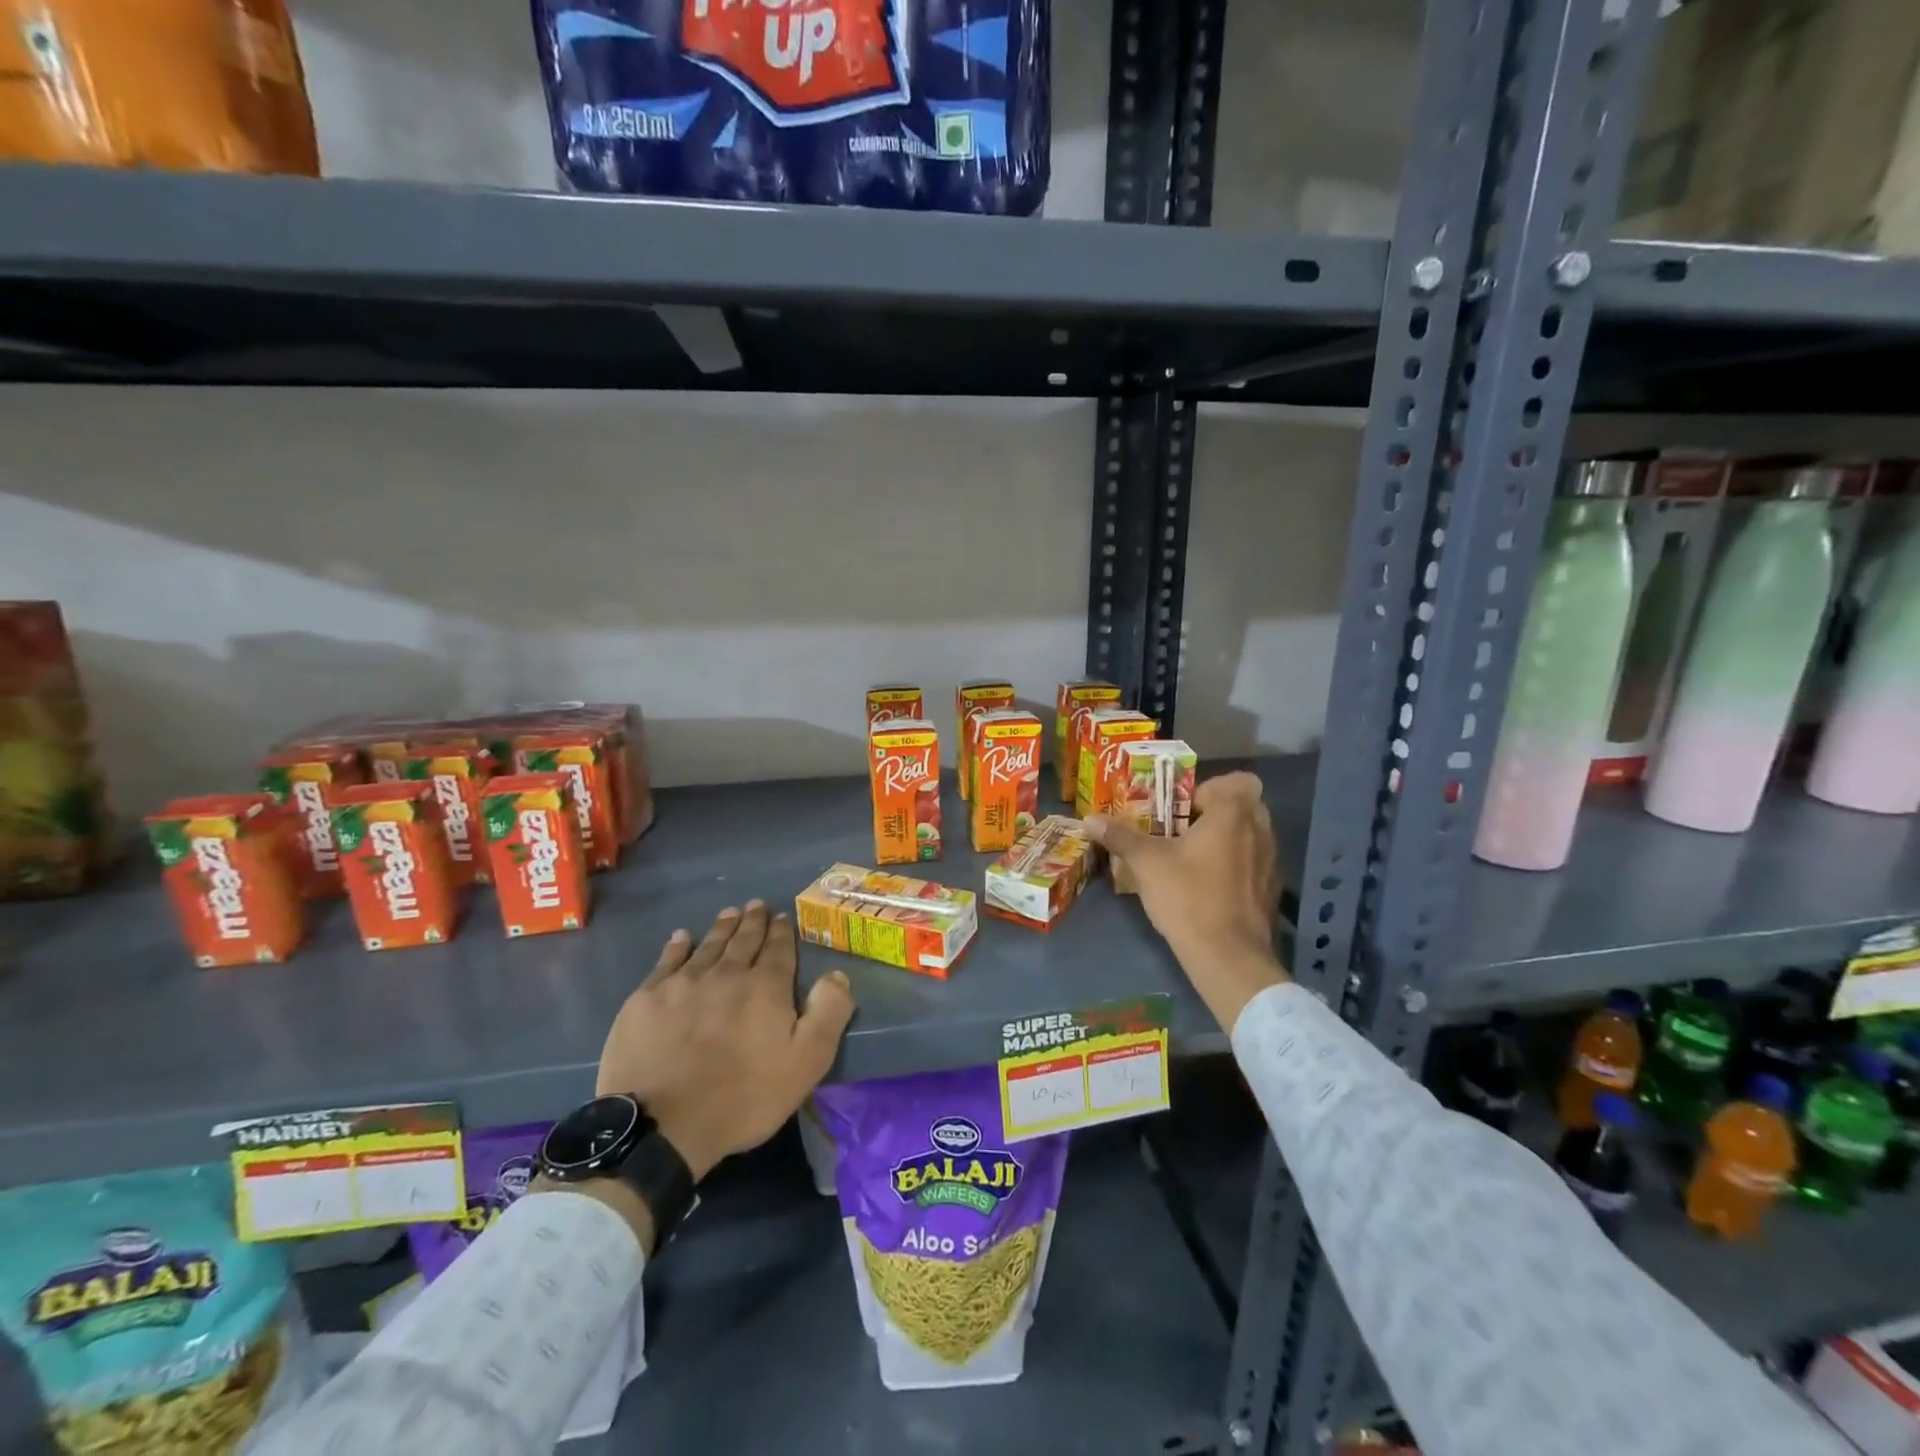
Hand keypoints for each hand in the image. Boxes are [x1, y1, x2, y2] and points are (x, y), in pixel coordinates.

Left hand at [596, 901, 854, 1182]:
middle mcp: (727, 973)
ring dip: (722, 927)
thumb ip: (828, 1013)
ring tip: (729, 912)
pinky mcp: (647, 998)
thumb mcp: (806, 1062)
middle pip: (743, 940)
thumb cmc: (743, 1097)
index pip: (778, 949)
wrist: (662, 1125)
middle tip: (756, 905)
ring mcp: (683, 982)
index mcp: (766, 986)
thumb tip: (838, 974)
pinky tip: (682, 938)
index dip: (782, 932)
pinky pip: (667, 960)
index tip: (782, 917)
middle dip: (753, 921)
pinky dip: (678, 946)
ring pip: (709, 945)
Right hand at [1086, 770, 1286, 1029]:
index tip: (1182, 808)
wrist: (1228, 957)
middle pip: (1246, 806)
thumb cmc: (1188, 897)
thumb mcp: (1146, 864)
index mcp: (1233, 815)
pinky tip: (1210, 887)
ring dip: (1228, 839)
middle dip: (1217, 812)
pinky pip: (1254, 864)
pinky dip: (1237, 866)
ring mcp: (1271, 863)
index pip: (1237, 781)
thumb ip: (1120, 837)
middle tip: (1183, 829)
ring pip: (1252, 836)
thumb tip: (1089, 819)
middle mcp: (1260, 832)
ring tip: (1193, 858)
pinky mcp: (1272, 891)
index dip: (1210, 788)